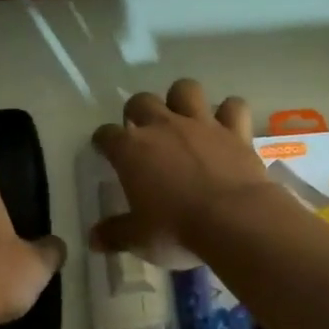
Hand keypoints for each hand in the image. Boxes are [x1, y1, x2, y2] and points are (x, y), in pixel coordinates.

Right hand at [91, 79, 270, 260]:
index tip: (104, 149)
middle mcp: (162, 127)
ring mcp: (201, 124)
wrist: (234, 221)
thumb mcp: (138, 239)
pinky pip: (233, 106)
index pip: (106, 135)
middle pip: (141, 101)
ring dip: (181, 99)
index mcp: (131, 150)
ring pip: (185, 89)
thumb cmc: (176, 230)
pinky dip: (230, 113)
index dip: (103, 141)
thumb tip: (93, 239)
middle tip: (142, 131)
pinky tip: (227, 126)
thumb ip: (115, 234)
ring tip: (183, 117)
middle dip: (137, 111)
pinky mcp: (235, 131)